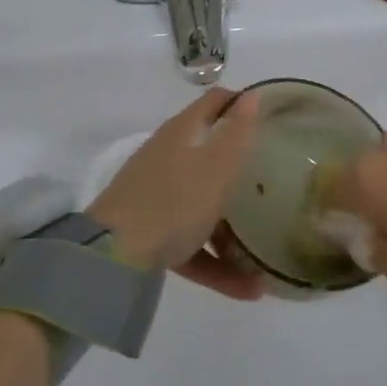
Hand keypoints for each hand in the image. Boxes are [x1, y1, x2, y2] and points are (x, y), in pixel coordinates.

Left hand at [87, 89, 264, 300]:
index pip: (215, 102)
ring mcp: (155, 194)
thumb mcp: (216, 166)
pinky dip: (216, 261)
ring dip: (233, 230)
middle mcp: (167, 156)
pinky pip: (190, 241)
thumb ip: (237, 132)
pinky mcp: (149, 230)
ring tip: (264, 258)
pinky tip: (247, 290)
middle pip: (209, 154)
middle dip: (240, 169)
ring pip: (202, 204)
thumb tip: (251, 95)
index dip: (242, 103)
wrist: (113, 256)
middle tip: (272, 183)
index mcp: (182, 132)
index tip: (273, 119)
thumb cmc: (174, 202)